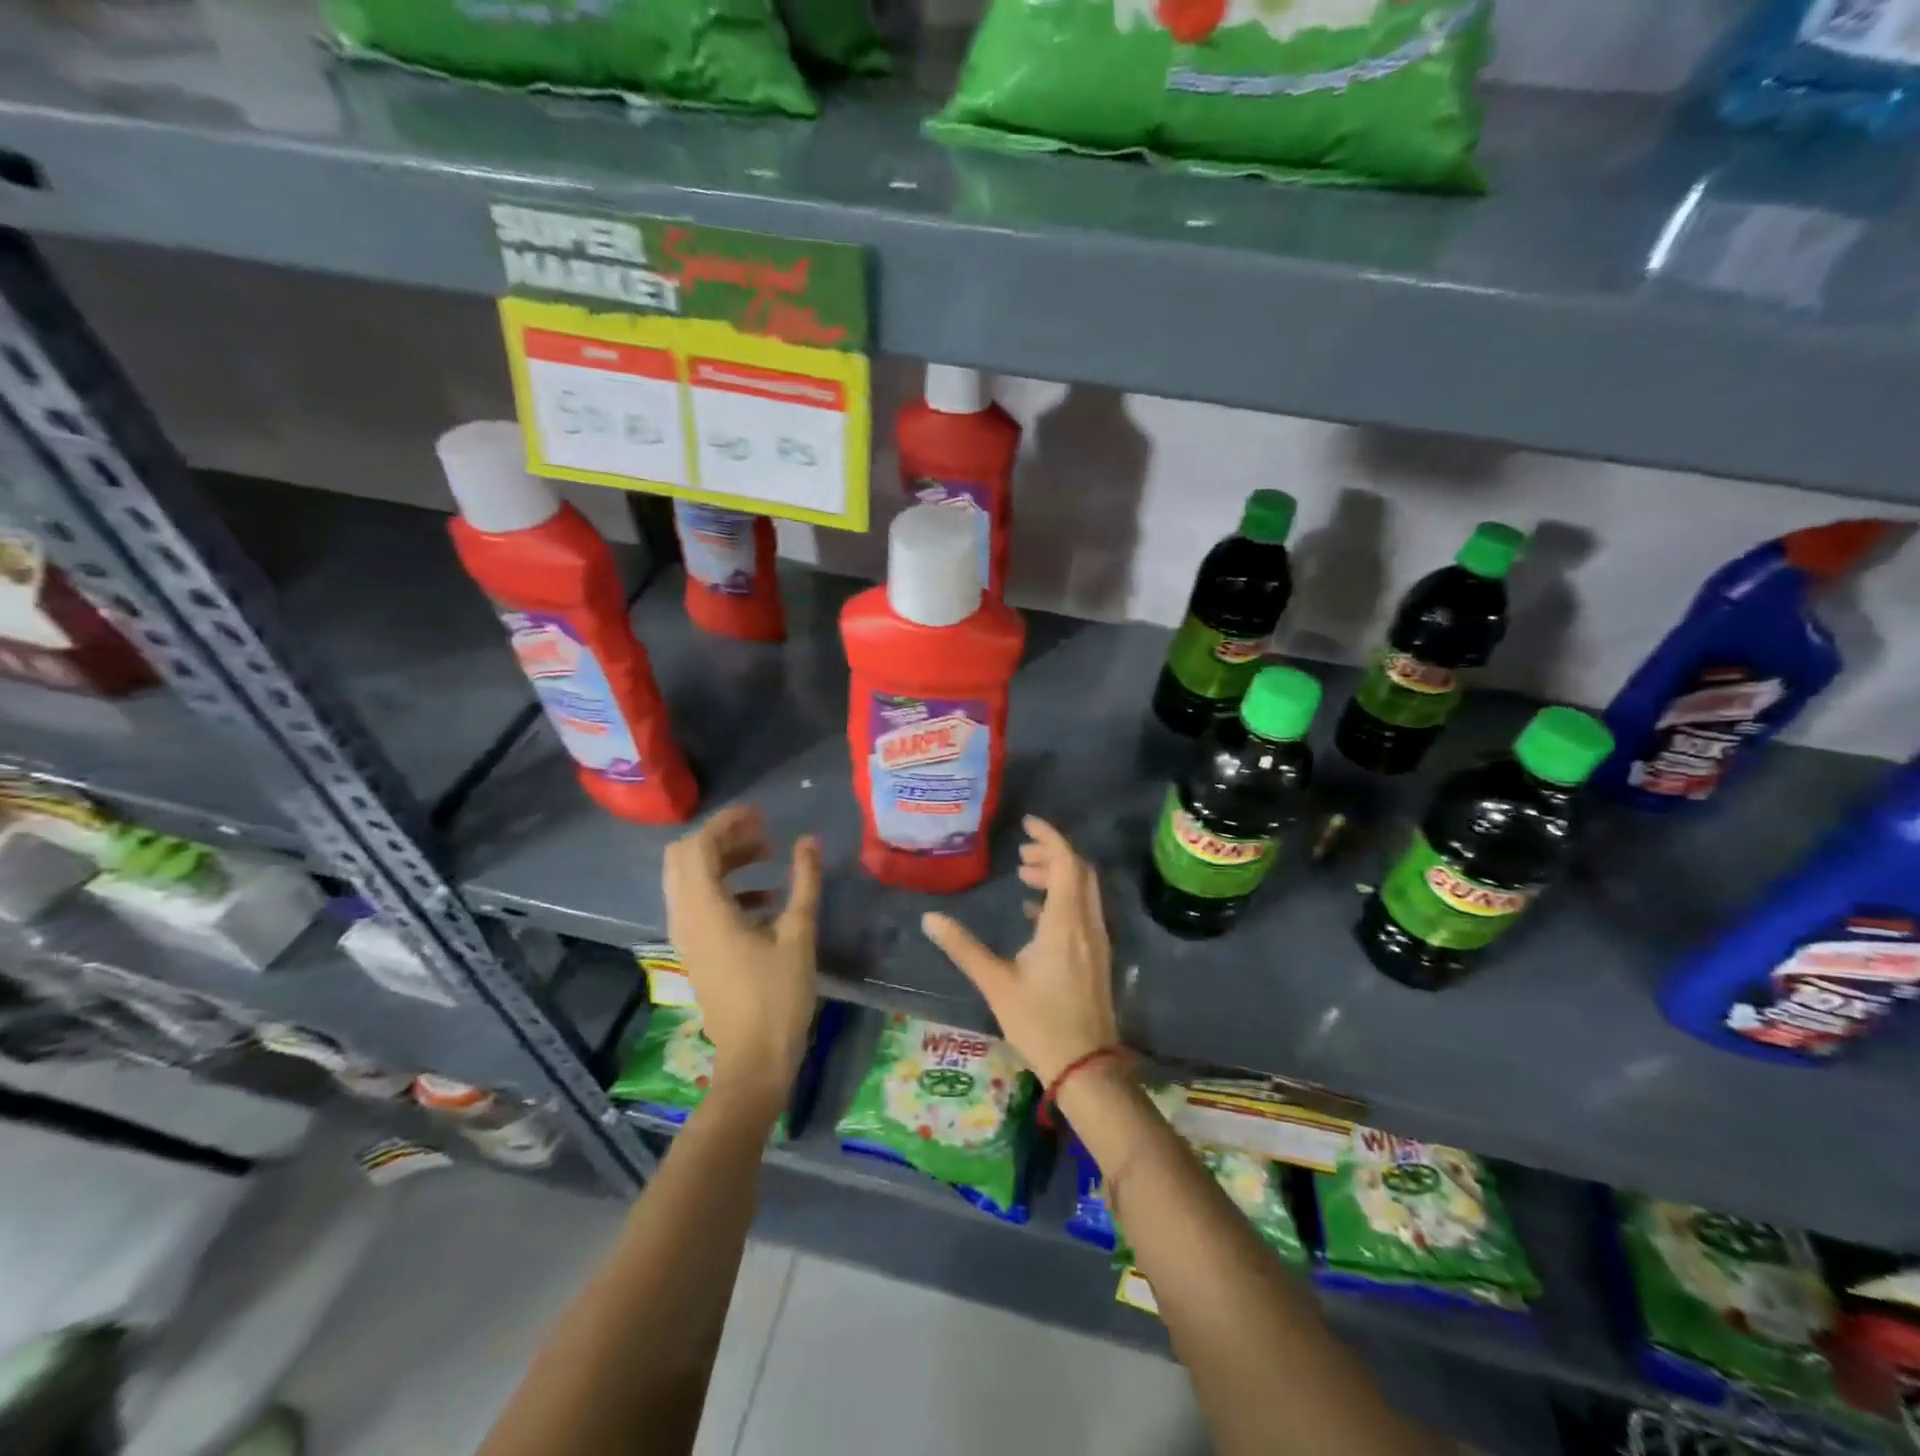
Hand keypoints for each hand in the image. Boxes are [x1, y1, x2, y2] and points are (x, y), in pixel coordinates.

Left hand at [662, 805, 821, 1101]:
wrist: (754, 1060)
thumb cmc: (778, 996)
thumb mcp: (799, 933)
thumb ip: (804, 882)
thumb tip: (809, 841)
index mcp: (705, 910)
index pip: (698, 847)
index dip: (726, 823)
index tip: (760, 814)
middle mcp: (685, 917)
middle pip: (685, 858)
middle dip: (722, 838)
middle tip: (761, 832)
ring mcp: (686, 936)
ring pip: (690, 880)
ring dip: (724, 861)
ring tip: (767, 857)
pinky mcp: (696, 950)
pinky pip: (699, 902)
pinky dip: (725, 887)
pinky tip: (765, 898)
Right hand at [920, 816, 1118, 1083]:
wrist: (1086, 1066)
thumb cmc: (1040, 1022)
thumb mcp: (996, 983)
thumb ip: (963, 947)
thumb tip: (930, 918)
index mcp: (1064, 921)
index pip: (1065, 861)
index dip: (1049, 836)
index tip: (1027, 823)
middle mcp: (1087, 923)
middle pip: (1078, 871)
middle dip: (1052, 854)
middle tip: (1021, 853)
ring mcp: (1097, 941)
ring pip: (1083, 891)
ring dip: (1058, 876)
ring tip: (1024, 876)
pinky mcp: (1098, 956)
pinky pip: (1084, 911)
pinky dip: (1063, 899)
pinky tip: (1035, 913)